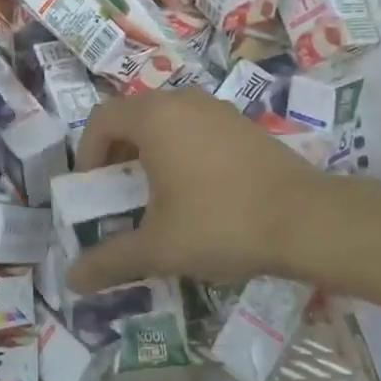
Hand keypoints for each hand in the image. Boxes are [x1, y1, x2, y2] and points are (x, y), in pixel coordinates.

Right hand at [66, 90, 332, 291]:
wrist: (307, 219)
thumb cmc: (221, 223)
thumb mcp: (159, 247)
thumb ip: (111, 260)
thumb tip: (72, 280)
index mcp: (155, 117)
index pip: (102, 119)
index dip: (87, 153)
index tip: (91, 190)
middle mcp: (183, 101)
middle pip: (133, 116)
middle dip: (117, 153)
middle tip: (117, 193)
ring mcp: (217, 109)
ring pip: (167, 120)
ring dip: (149, 151)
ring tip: (155, 195)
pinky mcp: (243, 124)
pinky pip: (196, 127)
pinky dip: (181, 150)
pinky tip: (196, 191)